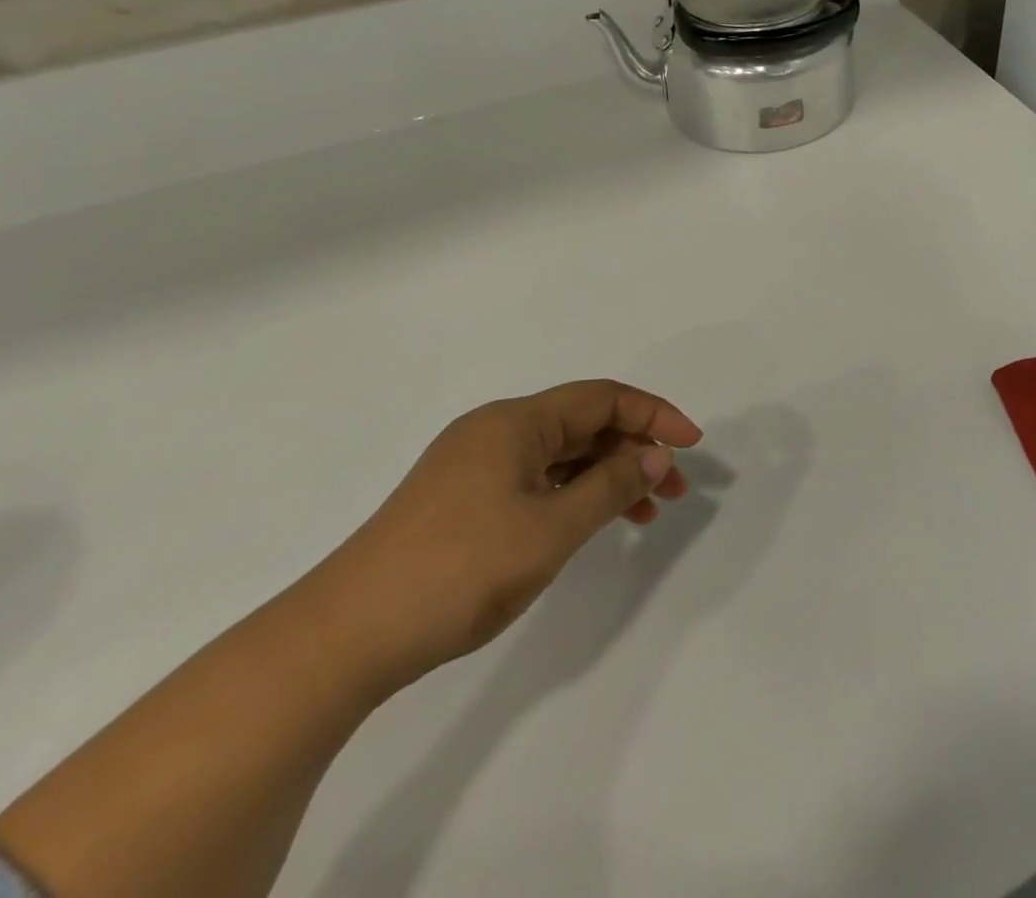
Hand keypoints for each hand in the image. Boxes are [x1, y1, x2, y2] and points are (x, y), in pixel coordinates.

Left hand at [312, 381, 702, 689]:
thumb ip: (610, 486)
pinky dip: (572, 495)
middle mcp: (496, 430)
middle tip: (672, 489)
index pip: (602, 398)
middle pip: (582, 424)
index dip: (654, 414)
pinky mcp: (462, 500)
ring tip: (644, 512)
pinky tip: (590, 523)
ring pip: (560, 455)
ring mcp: (475, 466)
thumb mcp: (550, 530)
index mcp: (515, 421)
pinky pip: (535, 480)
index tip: (691, 445)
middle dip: (634, 449)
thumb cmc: (459, 571)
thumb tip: (654, 455)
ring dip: (606, 475)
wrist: (344, 638)